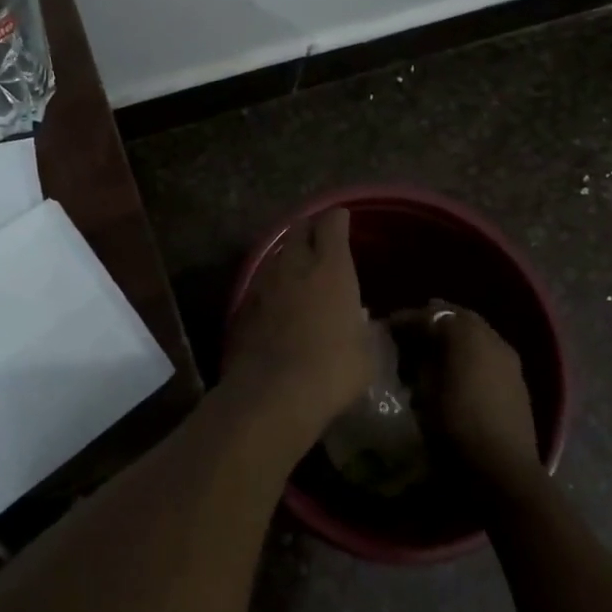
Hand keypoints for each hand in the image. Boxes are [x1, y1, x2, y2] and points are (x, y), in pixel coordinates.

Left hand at [223, 209, 373, 439]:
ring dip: (290, 256)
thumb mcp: (367, 354)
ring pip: (277, 254)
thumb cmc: (332, 370)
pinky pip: (262, 283)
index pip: (332, 223)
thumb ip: (367, 330)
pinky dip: (273, 285)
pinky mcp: (243, 305)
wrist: (272, 393)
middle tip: (321, 239)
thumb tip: (364, 321)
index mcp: (331, 267)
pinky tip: (279, 301)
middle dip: (310, 228)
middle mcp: (295, 265)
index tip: (343, 218)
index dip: (339, 218)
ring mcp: (264, 282)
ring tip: (300, 269)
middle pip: (299, 228)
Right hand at [398, 301, 542, 495]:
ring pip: (474, 334)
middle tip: (407, 336)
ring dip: (452, 338)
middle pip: (456, 317)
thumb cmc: (454, 427)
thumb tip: (412, 351)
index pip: (430, 315)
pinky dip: (469, 354)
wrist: (503, 471)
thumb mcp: (424, 391)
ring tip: (429, 354)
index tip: (386, 329)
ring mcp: (508, 358)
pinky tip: (455, 372)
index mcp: (465, 335)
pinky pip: (487, 353)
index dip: (405, 320)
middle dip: (431, 322)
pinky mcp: (517, 381)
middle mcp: (490, 337)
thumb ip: (417, 361)